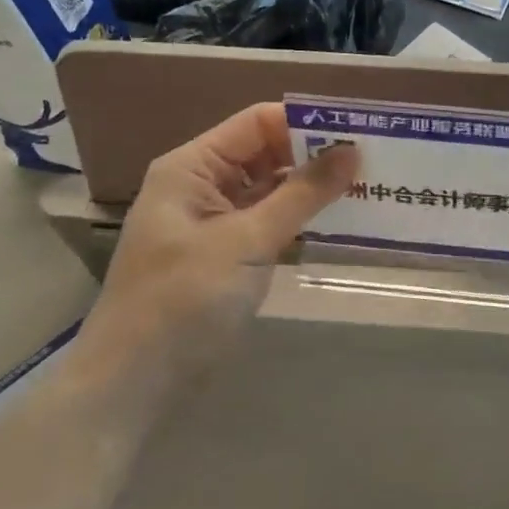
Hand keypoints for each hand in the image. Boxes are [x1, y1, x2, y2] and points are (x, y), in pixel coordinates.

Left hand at [70, 103, 358, 407]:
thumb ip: (302, 194)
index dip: (306, 124)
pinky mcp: (226, 256)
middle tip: (374, 162)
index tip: (359, 132)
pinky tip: (340, 222)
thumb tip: (352, 149)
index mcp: (192, 167)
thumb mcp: (247, 241)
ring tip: (368, 187)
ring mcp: (214, 223)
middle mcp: (202, 186)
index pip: (257, 123)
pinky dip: (300, 220)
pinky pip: (269, 223)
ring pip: (271, 190)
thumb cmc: (183, 301)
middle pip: (266, 153)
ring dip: (312, 189)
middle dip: (315, 155)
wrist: (134, 385)